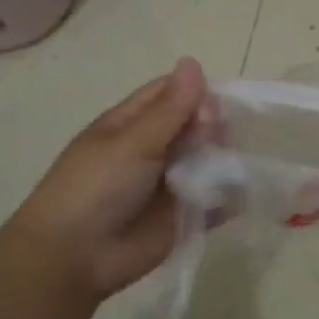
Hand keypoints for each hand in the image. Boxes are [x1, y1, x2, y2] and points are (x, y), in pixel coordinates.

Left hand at [10, 59, 211, 303]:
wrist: (75, 257)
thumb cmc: (95, 188)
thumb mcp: (132, 142)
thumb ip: (170, 109)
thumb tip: (193, 61)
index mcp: (132, 124)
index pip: (171, 94)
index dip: (196, 93)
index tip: (215, 105)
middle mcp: (154, 149)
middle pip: (196, 125)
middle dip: (212, 127)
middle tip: (212, 139)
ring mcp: (171, 183)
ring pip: (209, 159)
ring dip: (223, 158)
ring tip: (223, 167)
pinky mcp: (186, 215)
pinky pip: (216, 199)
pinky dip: (230, 195)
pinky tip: (243, 190)